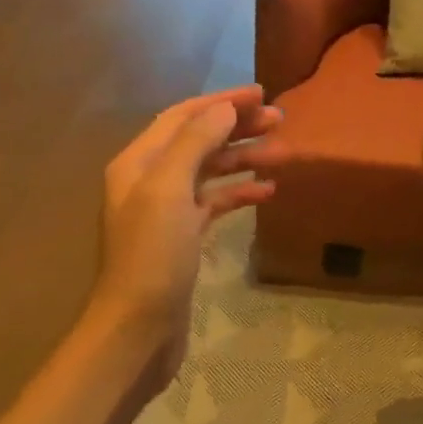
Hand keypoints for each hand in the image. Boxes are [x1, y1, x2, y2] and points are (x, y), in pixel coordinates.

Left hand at [92, 87, 280, 386]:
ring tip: (284, 154)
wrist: (137, 329)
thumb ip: (196, 142)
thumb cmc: (152, 256)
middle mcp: (150, 180)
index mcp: (139, 162)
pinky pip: (215, 203)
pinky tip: (268, 191)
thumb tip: (225, 108)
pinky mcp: (183, 238)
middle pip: (199, 140)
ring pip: (211, 171)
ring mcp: (166, 210)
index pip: (184, 117)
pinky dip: (240, 193)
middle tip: (281, 121)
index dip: (222, 101)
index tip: (263, 94)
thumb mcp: (169, 190)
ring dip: (245, 159)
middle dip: (238, 128)